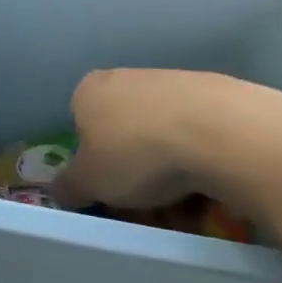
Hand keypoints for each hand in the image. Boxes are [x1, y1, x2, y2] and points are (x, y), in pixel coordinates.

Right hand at [52, 68, 281, 226]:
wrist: (222, 133)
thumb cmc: (137, 154)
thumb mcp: (89, 182)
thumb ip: (68, 186)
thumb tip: (59, 190)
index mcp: (90, 89)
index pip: (81, 127)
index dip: (93, 162)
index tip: (109, 190)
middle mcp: (128, 77)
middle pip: (124, 132)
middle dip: (134, 170)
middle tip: (148, 204)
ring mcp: (175, 81)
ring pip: (163, 136)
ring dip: (169, 171)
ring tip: (185, 205)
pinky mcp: (218, 93)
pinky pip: (199, 136)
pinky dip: (201, 160)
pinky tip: (212, 185)